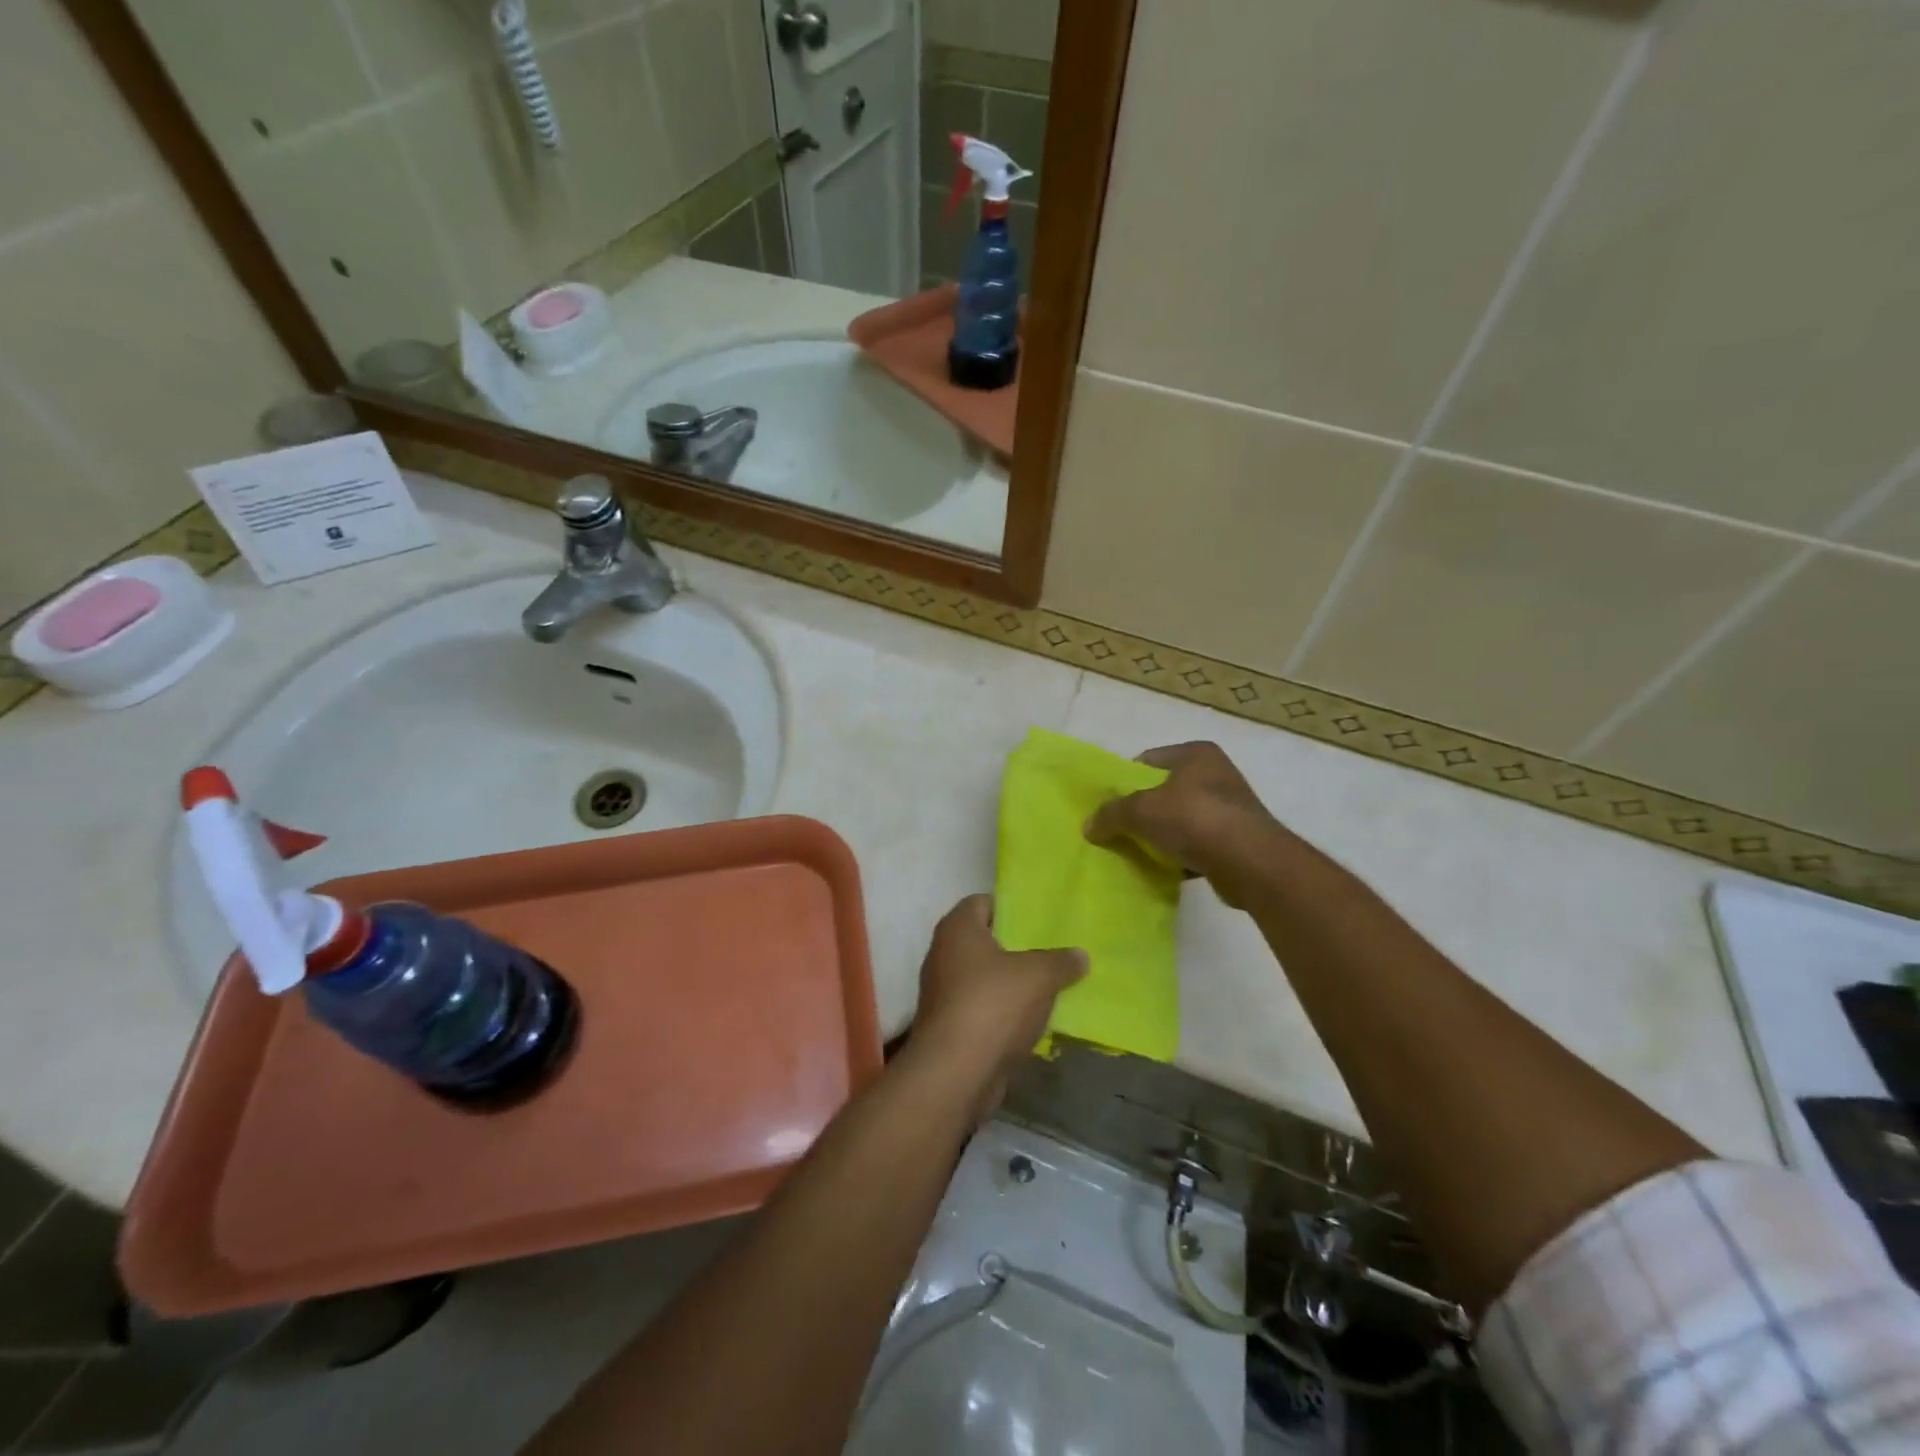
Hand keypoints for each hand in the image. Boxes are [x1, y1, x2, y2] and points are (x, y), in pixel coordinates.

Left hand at [909, 895, 1086, 1119]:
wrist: (955, 1072)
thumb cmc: (993, 1005)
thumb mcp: (1039, 976)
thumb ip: (1061, 961)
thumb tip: (1080, 955)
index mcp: (958, 929)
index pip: (982, 902)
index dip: (1010, 907)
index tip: (1039, 920)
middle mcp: (943, 954)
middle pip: (983, 941)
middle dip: (1015, 947)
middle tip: (1050, 952)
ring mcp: (942, 992)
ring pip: (983, 977)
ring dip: (1010, 983)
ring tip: (1048, 986)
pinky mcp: (948, 1026)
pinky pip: (981, 1007)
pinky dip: (1002, 1011)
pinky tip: (1031, 1020)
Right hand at [1084, 742, 1282, 907]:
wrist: (1251, 863)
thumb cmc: (1194, 818)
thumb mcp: (1141, 811)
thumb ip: (1111, 814)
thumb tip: (1089, 826)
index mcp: (1196, 754)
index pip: (1149, 760)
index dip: (1126, 780)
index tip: (1109, 804)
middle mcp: (1216, 774)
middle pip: (1165, 791)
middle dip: (1142, 811)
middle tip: (1118, 829)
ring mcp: (1229, 809)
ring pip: (1180, 819)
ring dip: (1161, 835)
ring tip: (1137, 852)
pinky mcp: (1236, 841)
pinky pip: (1197, 845)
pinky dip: (1180, 856)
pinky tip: (1164, 869)